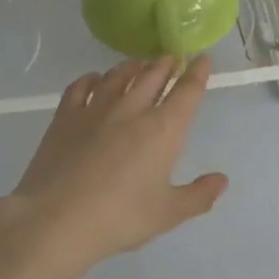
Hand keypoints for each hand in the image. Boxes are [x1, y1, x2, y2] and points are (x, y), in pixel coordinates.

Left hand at [0, 56, 227, 278]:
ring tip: (138, 64)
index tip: (203, 58)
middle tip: (172, 58)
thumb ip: (198, 196)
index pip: (186, 91)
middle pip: (153, 76)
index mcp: (163, 129)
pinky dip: (92, 78)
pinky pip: (81, 86)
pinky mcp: (66, 116)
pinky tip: (94, 79)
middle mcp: (132, 109)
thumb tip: (221, 180)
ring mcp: (96, 109)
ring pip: (118, 76)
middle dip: (166, 64)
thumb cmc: (120, 218)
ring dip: (133, 66)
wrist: (56, 219)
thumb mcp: (167, 214)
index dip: (197, 72)